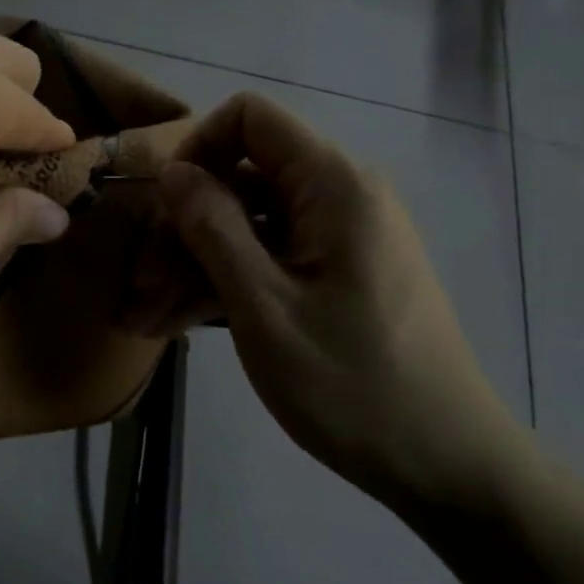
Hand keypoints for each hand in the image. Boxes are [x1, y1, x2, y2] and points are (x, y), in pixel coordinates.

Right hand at [157, 92, 530, 511]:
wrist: (447, 466)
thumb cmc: (352, 385)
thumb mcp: (264, 307)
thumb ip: (213, 228)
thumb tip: (173, 171)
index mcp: (334, 184)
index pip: (251, 117)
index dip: (198, 147)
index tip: (165, 205)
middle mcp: (340, 196)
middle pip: (241, 179)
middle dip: (183, 227)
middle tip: (137, 287)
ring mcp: (339, 237)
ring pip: (248, 226)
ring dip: (192, 265)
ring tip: (143, 318)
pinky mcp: (337, 273)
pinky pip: (270, 258)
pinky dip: (225, 284)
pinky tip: (176, 325)